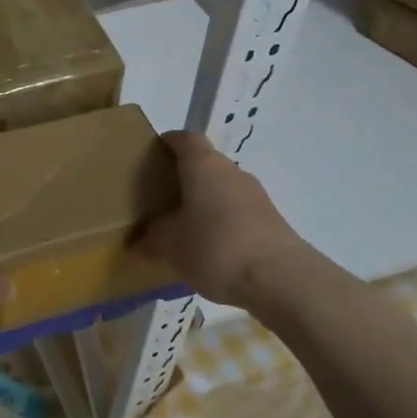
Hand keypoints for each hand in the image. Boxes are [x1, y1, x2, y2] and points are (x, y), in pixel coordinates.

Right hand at [136, 131, 313, 308]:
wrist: (280, 279)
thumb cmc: (214, 247)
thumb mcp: (169, 246)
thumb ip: (150, 239)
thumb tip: (136, 241)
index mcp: (203, 164)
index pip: (184, 138)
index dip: (167, 143)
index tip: (151, 157)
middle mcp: (231, 171)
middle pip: (204, 163)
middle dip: (183, 176)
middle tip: (160, 198)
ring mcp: (255, 195)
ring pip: (222, 188)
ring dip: (204, 201)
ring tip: (183, 227)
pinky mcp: (270, 220)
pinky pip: (237, 211)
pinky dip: (222, 221)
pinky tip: (210, 248)